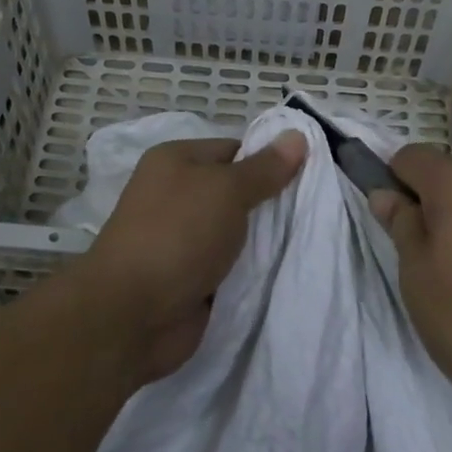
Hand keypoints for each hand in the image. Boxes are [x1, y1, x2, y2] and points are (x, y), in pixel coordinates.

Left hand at [73, 132, 305, 381]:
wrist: (132, 315)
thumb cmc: (177, 235)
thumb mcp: (226, 190)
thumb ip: (264, 168)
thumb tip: (297, 136)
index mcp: (176, 161)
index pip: (234, 150)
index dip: (269, 161)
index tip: (310, 176)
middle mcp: (176, 195)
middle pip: (237, 192)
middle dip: (271, 204)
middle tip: (318, 210)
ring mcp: (182, 239)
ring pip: (237, 232)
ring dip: (265, 241)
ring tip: (312, 241)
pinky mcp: (191, 278)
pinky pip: (231, 266)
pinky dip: (252, 271)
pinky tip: (287, 271)